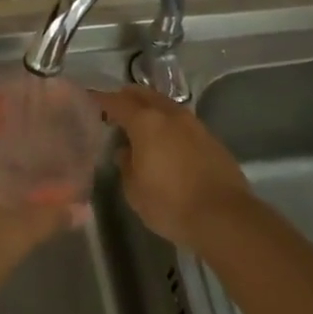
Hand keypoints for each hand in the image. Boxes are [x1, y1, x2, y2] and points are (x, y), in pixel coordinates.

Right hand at [96, 87, 252, 247]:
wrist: (224, 217)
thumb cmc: (170, 204)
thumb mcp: (134, 190)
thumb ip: (126, 165)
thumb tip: (125, 151)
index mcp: (147, 122)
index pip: (117, 102)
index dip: (100, 100)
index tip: (88, 100)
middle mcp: (171, 115)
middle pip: (144, 95)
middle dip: (127, 98)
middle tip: (113, 109)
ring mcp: (195, 125)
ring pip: (166, 106)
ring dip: (150, 110)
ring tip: (139, 125)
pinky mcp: (212, 140)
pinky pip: (182, 123)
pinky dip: (168, 125)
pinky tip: (165, 142)